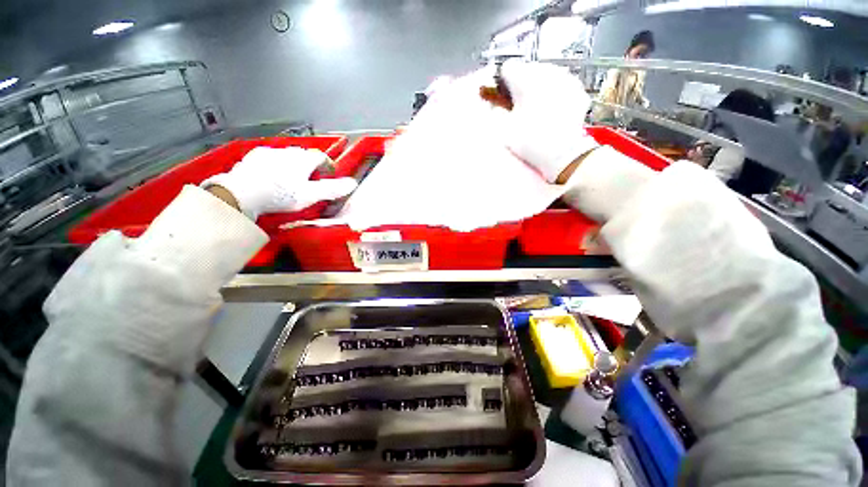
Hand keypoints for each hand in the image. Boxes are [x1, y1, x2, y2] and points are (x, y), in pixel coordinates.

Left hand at [202, 147, 356, 219]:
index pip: (321, 157)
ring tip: (291, 180)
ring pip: (287, 156)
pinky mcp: (253, 157)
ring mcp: (269, 152)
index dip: (328, 165)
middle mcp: (287, 151)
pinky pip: (270, 158)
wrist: (241, 193)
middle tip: (312, 181)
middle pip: (304, 155)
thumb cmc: (280, 194)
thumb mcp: (311, 195)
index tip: (330, 175)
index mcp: (303, 159)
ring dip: (293, 165)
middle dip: (310, 166)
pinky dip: (276, 165)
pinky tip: (272, 177)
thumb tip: (353, 184)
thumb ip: (332, 189)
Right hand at [499, 60, 598, 182]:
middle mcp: (547, 71)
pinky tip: (554, 108)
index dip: (503, 84)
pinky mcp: (578, 90)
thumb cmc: (531, 141)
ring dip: (540, 86)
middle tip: (521, 105)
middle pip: (528, 69)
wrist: (563, 153)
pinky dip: (556, 92)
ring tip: (538, 107)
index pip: (508, 68)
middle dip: (523, 83)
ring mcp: (566, 79)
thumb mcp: (504, 130)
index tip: (504, 98)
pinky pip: (562, 84)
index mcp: (526, 79)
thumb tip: (494, 105)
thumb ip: (496, 112)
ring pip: (546, 74)